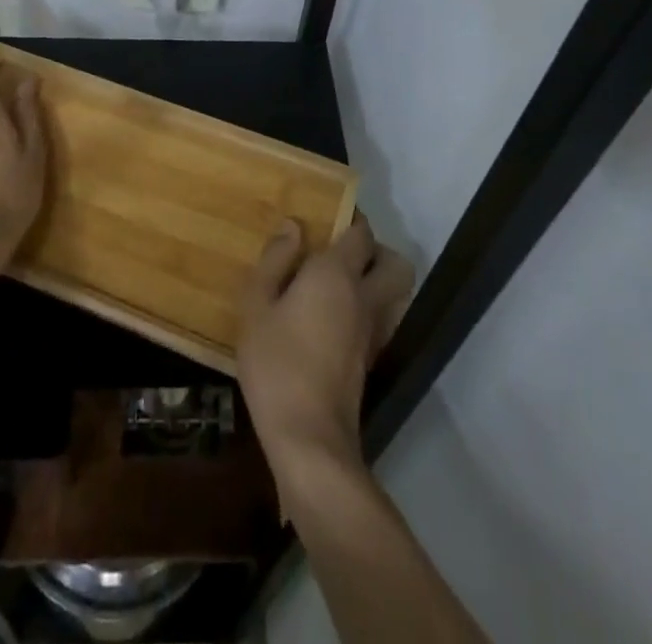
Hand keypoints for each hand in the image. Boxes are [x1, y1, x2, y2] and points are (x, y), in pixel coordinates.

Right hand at [237, 215, 412, 485]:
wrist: (308, 437)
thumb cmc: (276, 362)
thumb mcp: (257, 305)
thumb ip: (275, 260)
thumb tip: (293, 226)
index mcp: (336, 274)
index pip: (360, 232)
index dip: (348, 217)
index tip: (326, 214)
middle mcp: (364, 297)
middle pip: (394, 262)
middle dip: (375, 250)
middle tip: (339, 249)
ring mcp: (373, 331)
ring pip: (395, 292)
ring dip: (378, 280)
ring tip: (338, 282)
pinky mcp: (371, 359)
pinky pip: (383, 318)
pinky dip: (370, 308)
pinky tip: (335, 317)